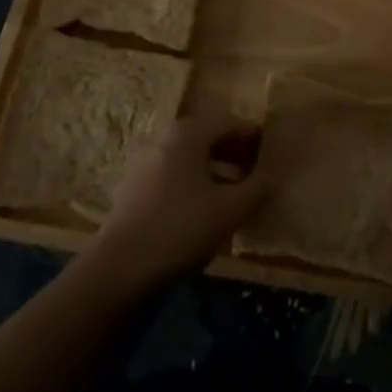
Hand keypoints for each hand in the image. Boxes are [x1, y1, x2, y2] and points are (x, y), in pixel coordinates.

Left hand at [84, 109, 265, 294]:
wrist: (118, 269)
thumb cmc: (180, 228)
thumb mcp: (230, 209)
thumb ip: (258, 187)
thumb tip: (273, 174)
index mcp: (189, 133)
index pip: (231, 122)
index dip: (255, 136)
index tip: (274, 153)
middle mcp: (166, 139)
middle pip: (209, 137)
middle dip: (236, 152)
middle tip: (259, 172)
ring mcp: (147, 163)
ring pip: (192, 158)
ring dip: (217, 169)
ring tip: (237, 193)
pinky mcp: (136, 189)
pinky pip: (176, 176)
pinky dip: (196, 184)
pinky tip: (207, 210)